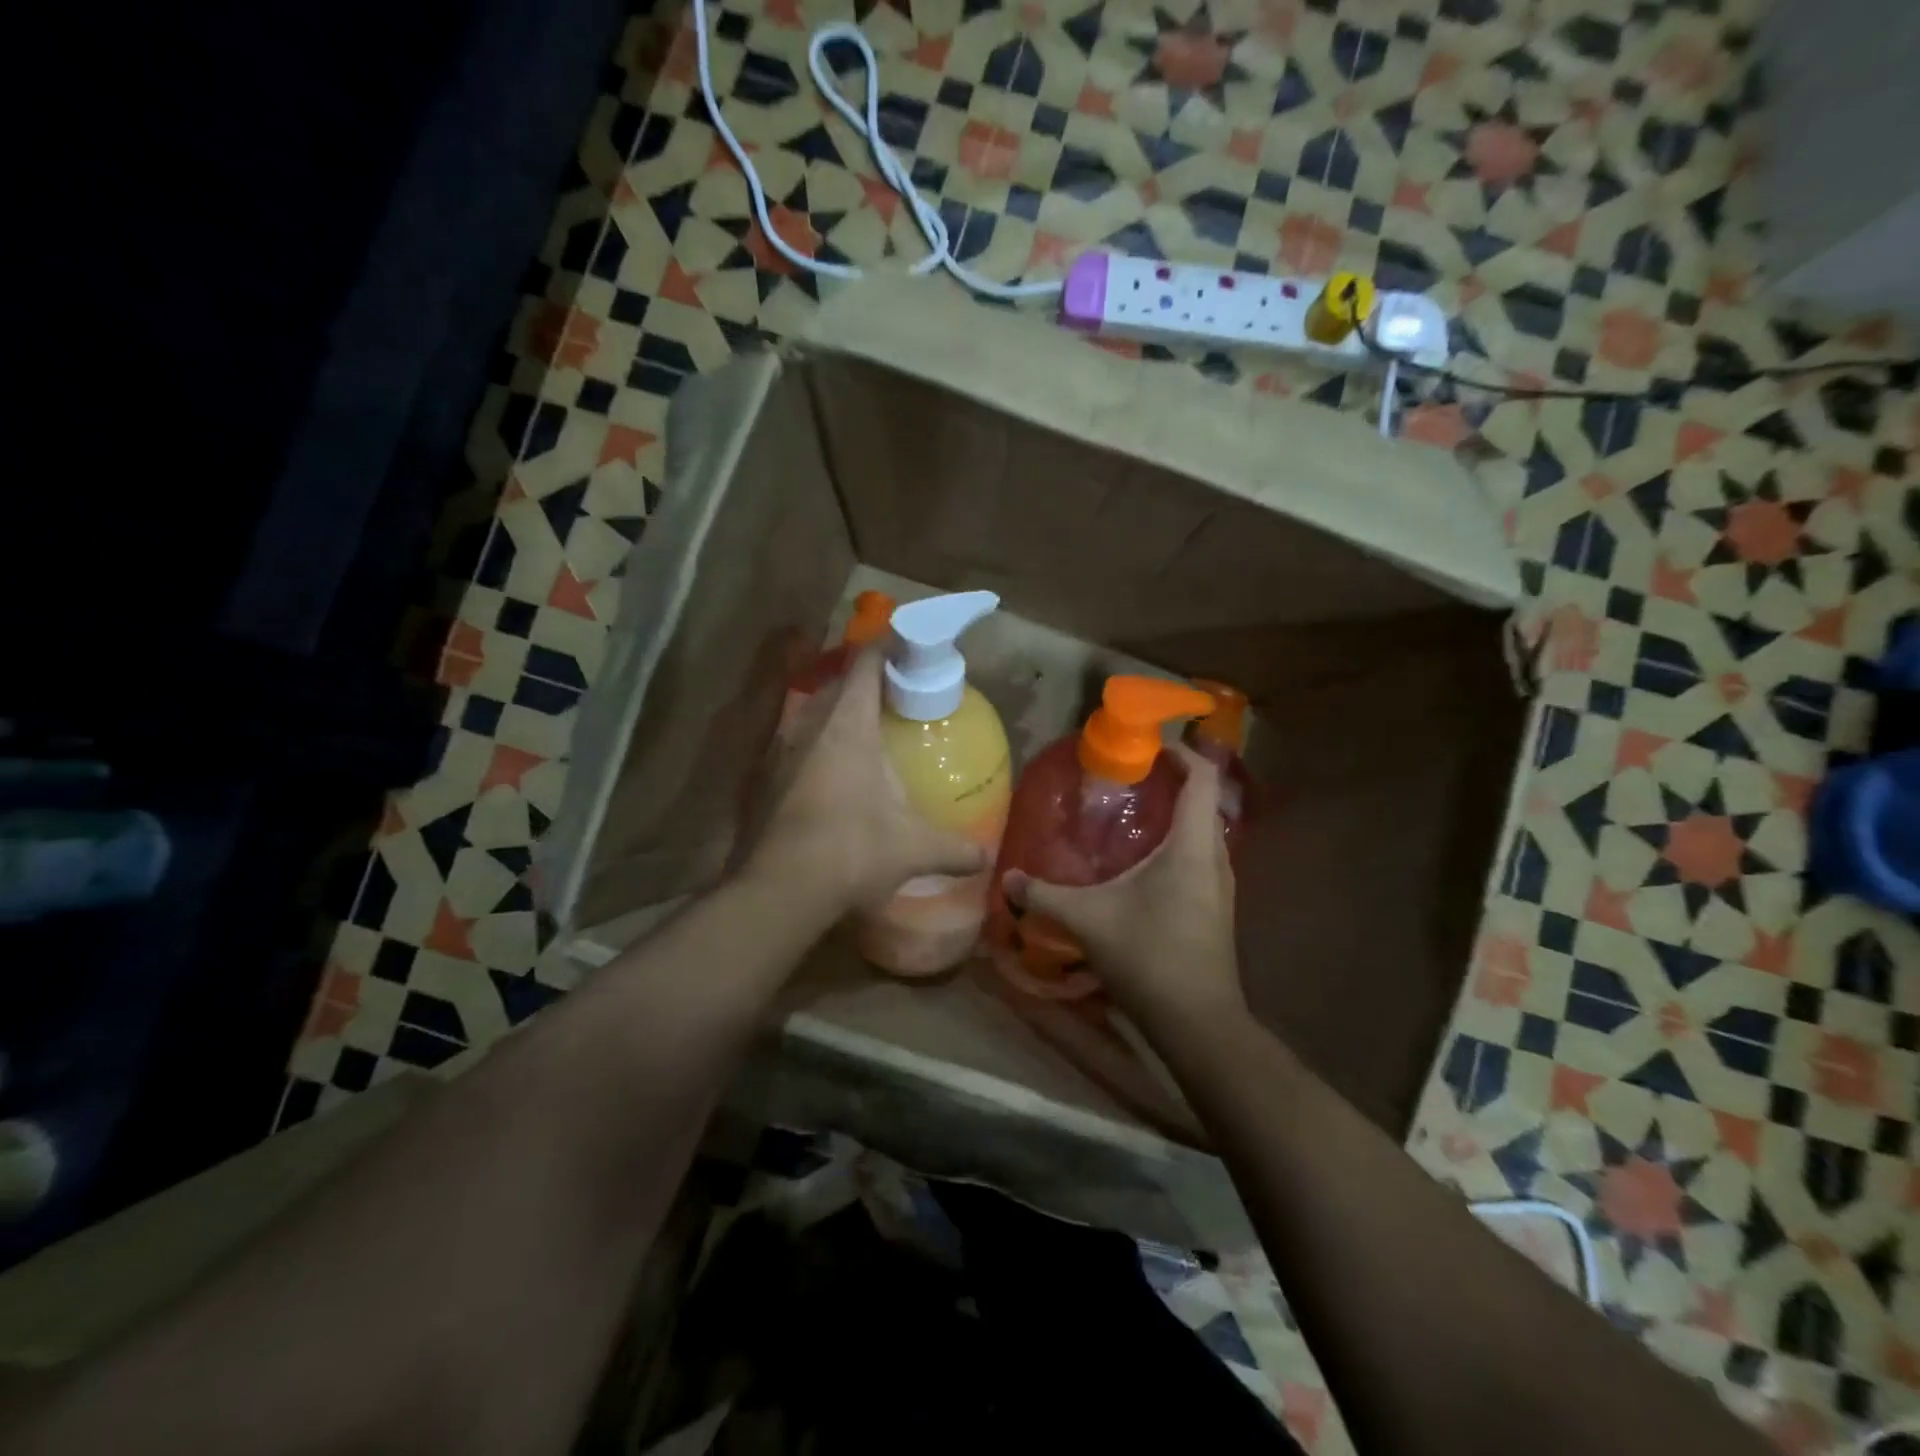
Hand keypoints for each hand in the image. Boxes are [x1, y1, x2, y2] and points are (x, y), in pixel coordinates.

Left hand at [750, 646, 988, 913]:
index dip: (887, 648)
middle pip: (839, 684)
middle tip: (900, 693)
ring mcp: (782, 752)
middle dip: (868, 680)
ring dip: (840, 711)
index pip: (866, 664)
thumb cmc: (852, 851)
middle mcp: (810, 727)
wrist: (779, 891)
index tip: (910, 649)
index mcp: (847, 726)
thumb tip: (985, 858)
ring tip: (870, 728)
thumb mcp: (912, 849)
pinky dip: (821, 743)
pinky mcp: (767, 779)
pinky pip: (798, 743)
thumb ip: (954, 849)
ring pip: (814, 713)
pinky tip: (838, 772)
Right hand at [1005, 745, 1243, 1028]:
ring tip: (1134, 813)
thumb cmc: (1149, 956)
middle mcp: (1215, 857)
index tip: (1149, 745)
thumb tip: (1007, 880)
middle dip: (1173, 781)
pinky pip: (1201, 857)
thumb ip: (1045, 895)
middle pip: (1203, 801)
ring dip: (1176, 815)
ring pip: (1204, 832)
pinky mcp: (1218, 908)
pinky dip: (1178, 843)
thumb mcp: (1089, 920)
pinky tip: (1144, 862)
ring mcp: (1221, 885)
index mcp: (1192, 846)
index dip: (1181, 753)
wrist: (1198, 1022)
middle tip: (1131, 778)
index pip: (1201, 778)